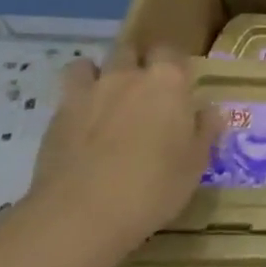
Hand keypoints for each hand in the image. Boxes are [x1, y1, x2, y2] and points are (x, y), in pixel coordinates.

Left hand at [25, 46, 225, 263]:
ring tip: (104, 100)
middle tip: (142, 93)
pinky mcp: (56, 117)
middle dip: (135, 63)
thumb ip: (204, 130)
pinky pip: (66, 95)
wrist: (82, 215)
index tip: (177, 86)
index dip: (173, 65)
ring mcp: (88, 93)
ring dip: (98, 75)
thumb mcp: (195, 164)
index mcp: (167, 81)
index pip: (171, 51)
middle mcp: (127, 76)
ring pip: (89, 65)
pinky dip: (74, 102)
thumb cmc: (153, 187)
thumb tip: (209, 111)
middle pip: (130, 51)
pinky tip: (80, 127)